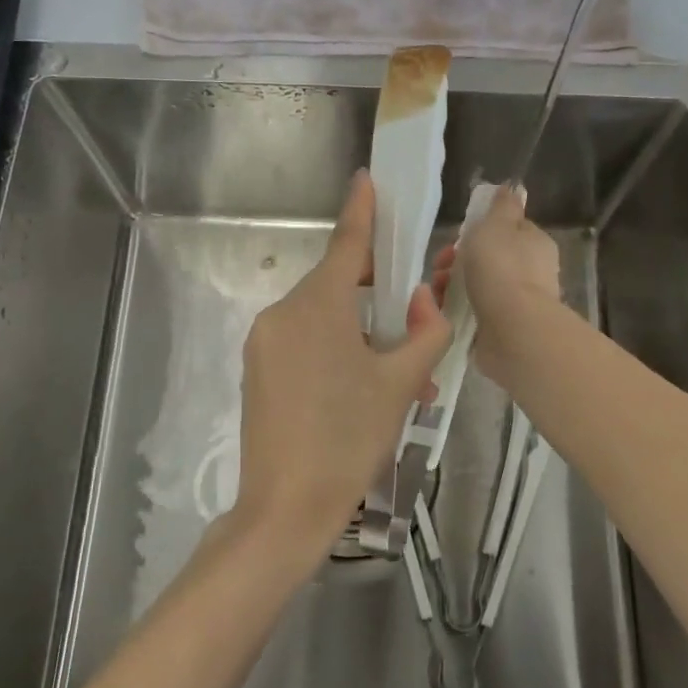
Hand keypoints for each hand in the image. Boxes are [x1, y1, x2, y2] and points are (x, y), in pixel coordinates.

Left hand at [237, 170, 451, 559]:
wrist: (285, 510)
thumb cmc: (349, 439)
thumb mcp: (400, 385)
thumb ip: (425, 334)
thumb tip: (429, 301)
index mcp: (318, 306)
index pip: (346, 243)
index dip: (362, 209)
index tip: (367, 178)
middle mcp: (284, 312)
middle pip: (338, 282)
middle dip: (379, 291)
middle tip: (417, 314)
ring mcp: (265, 341)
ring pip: (323, 316)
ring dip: (362, 330)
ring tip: (400, 373)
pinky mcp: (258, 368)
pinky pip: (304, 340)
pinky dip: (337, 348)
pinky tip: (363, 386)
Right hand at [431, 185, 560, 382]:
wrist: (513, 330)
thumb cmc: (502, 269)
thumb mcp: (497, 224)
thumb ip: (502, 206)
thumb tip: (511, 188)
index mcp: (534, 243)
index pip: (507, 229)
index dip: (479, 230)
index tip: (457, 236)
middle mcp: (530, 272)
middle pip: (487, 258)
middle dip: (457, 259)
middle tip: (440, 265)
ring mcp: (517, 302)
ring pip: (476, 285)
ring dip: (451, 284)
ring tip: (436, 290)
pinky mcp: (502, 328)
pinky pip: (472, 312)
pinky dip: (455, 309)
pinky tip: (441, 310)